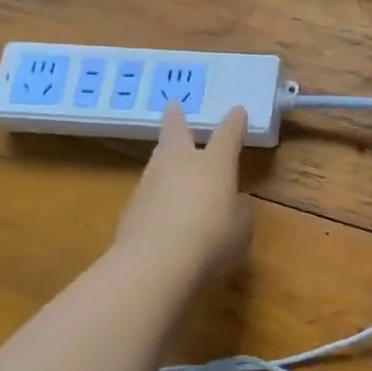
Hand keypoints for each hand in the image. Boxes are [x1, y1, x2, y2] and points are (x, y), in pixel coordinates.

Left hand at [114, 104, 252, 286]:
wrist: (155, 264)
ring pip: (158, 161)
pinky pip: (148, 192)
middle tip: (174, 106)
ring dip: (164, 156)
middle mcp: (180, 164)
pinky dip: (156, 193)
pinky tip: (161, 207)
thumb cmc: (212, 240)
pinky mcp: (130, 208)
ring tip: (169, 158)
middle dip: (177, 120)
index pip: (227, 135)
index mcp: (214, 164)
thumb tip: (231, 202)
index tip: (237, 110)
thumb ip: (237, 210)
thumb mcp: (241, 228)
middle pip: (176, 134)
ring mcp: (150, 184)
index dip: (234, 123)